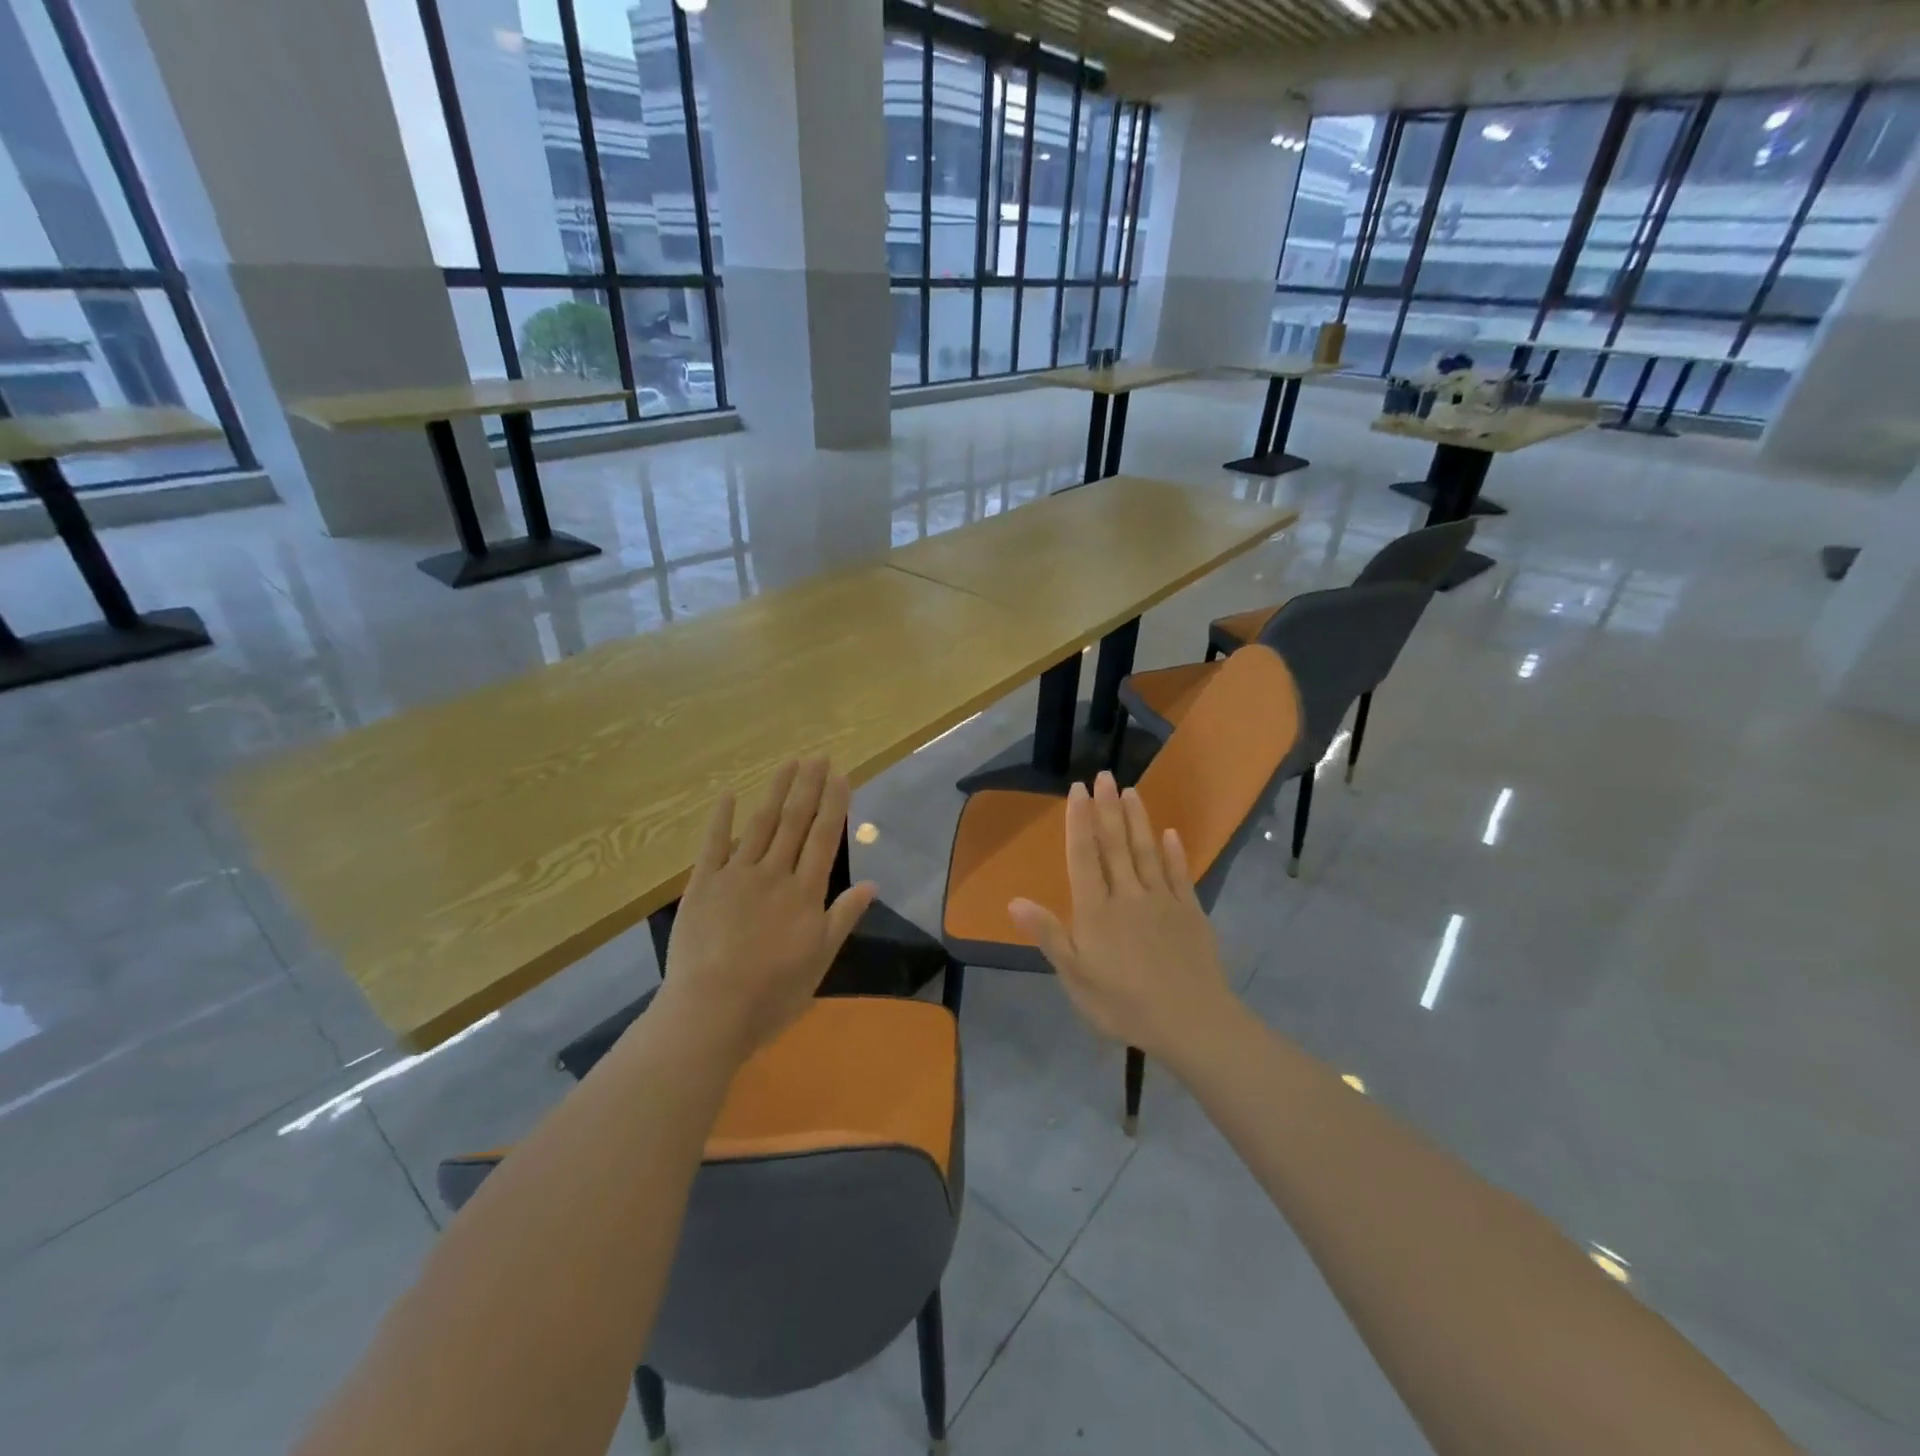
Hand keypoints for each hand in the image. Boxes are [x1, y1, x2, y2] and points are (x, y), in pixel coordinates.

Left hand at [658, 759, 875, 1061]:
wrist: (711, 1011)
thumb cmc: (773, 993)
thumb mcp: (820, 960)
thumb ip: (843, 917)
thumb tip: (872, 884)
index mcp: (805, 893)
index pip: (824, 838)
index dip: (834, 804)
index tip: (840, 775)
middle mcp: (774, 873)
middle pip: (795, 821)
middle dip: (808, 786)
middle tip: (817, 756)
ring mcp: (736, 875)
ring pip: (761, 824)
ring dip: (776, 792)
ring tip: (788, 764)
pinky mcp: (703, 884)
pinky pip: (713, 843)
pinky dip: (722, 817)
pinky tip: (730, 793)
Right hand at [1008, 772, 1236, 1068]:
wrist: (1191, 1022)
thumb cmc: (1123, 1004)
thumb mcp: (1075, 977)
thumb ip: (1048, 934)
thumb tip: (1014, 900)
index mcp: (1097, 910)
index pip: (1084, 856)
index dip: (1079, 821)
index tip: (1078, 790)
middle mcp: (1128, 895)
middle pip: (1115, 844)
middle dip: (1108, 808)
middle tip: (1104, 775)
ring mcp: (1162, 901)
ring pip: (1146, 851)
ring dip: (1138, 819)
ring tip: (1131, 790)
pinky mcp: (1190, 912)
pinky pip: (1178, 874)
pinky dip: (1173, 852)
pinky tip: (1170, 834)